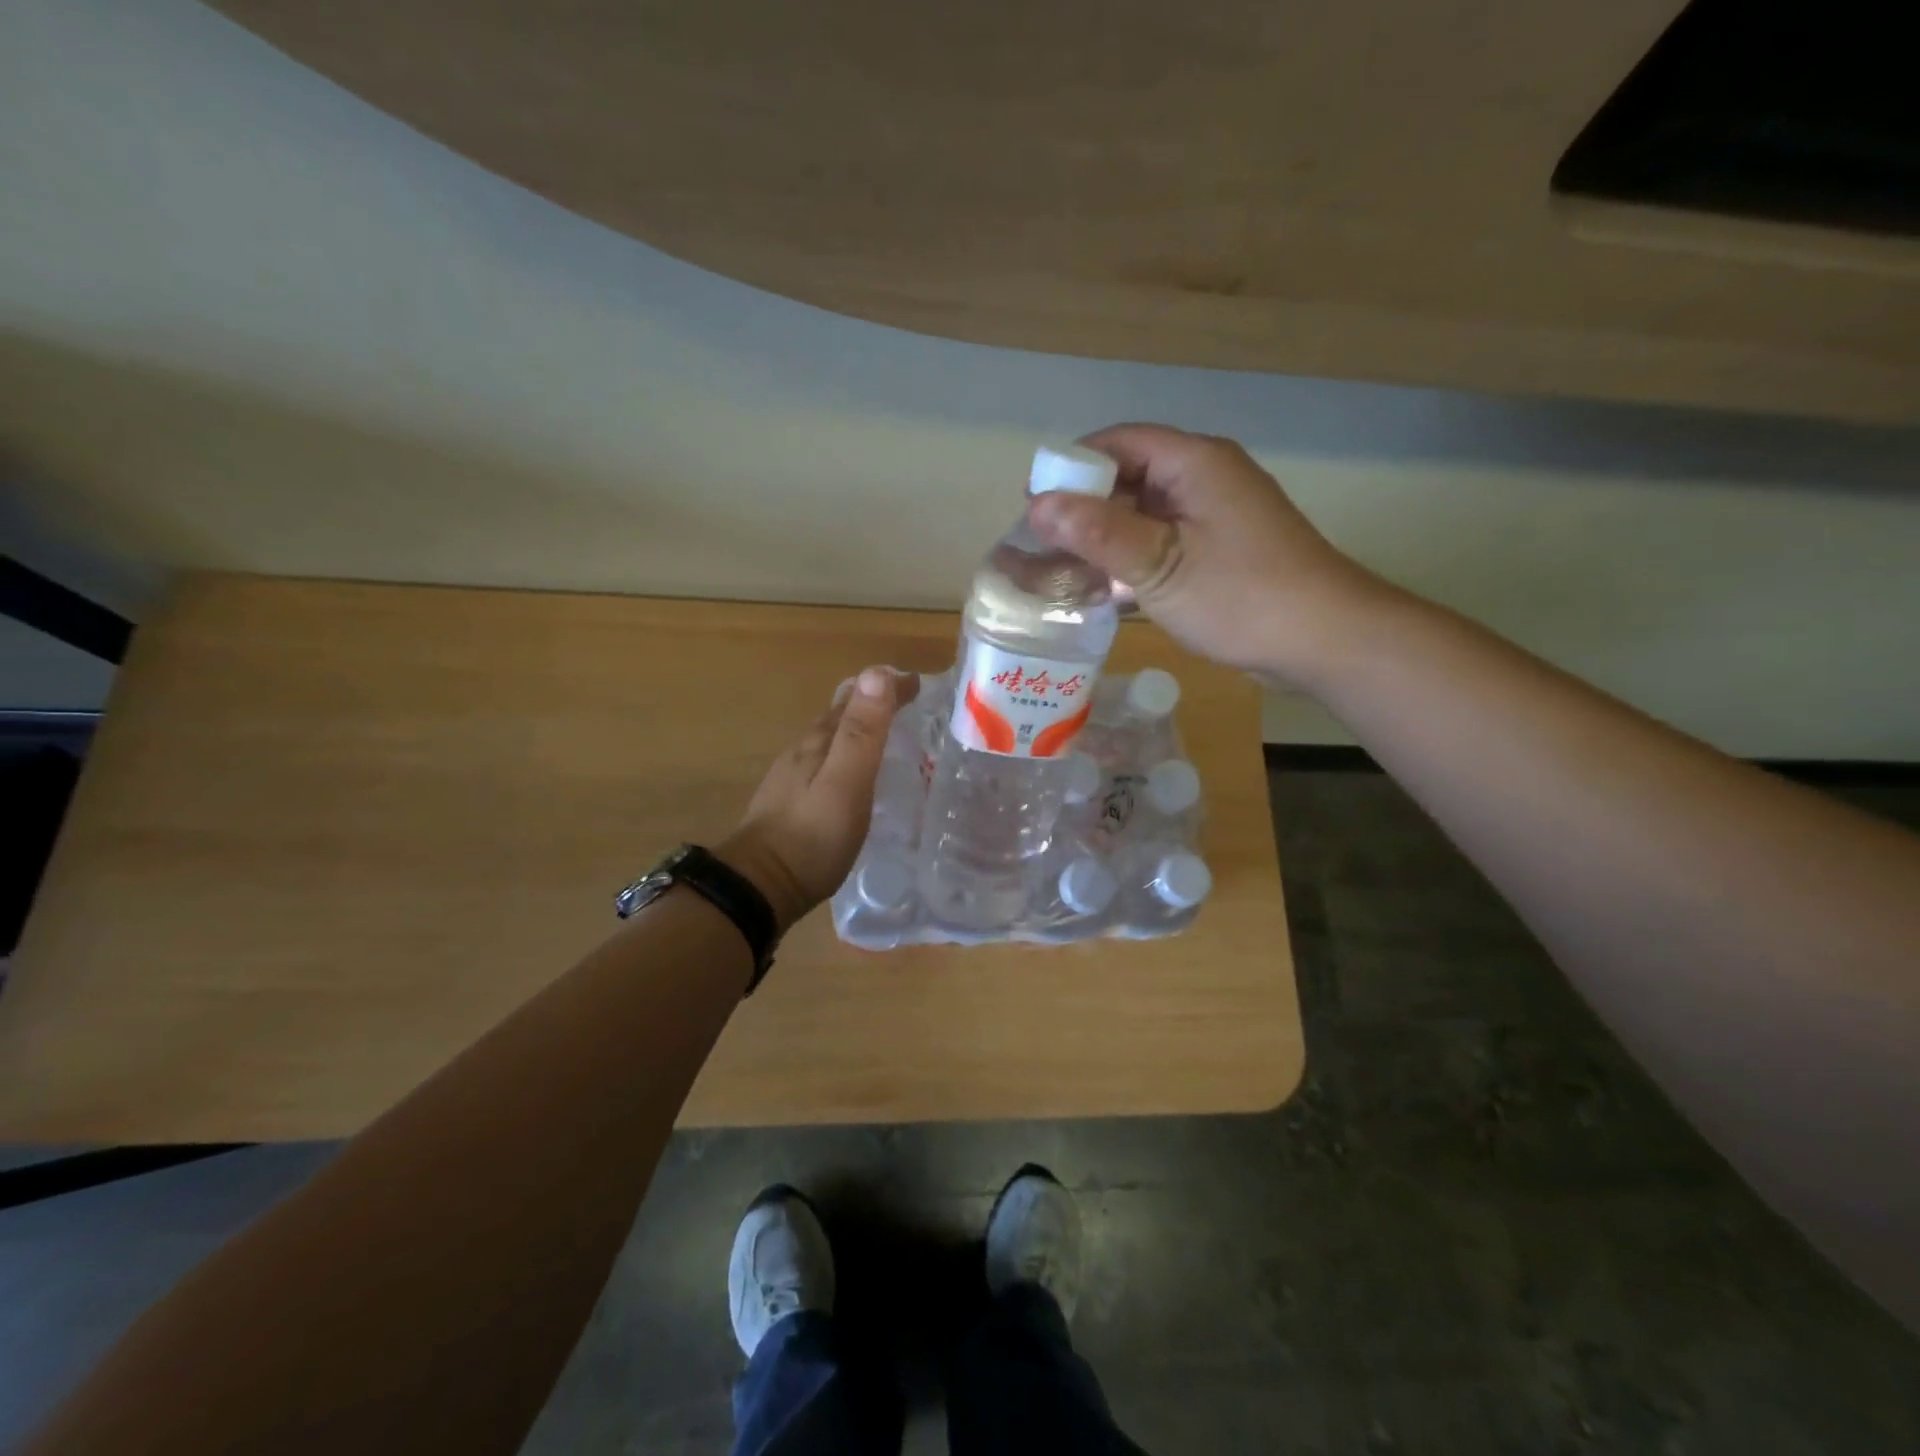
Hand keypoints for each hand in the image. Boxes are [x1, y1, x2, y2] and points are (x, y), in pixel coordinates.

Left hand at [719, 667, 918, 934]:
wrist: (759, 887)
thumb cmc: (811, 836)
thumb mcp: (846, 782)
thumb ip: (861, 732)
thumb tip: (877, 672)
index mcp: (819, 740)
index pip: (856, 696)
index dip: (888, 686)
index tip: (919, 682)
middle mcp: (803, 750)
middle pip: (840, 713)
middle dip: (874, 701)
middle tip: (909, 705)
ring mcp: (793, 777)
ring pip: (831, 739)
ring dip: (860, 728)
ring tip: (889, 737)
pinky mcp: (791, 802)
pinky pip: (826, 764)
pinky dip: (848, 756)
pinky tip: (856, 777)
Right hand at [1027, 423, 1382, 685]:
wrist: (1324, 639)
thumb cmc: (1241, 596)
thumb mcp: (1160, 565)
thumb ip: (1099, 533)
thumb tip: (1038, 504)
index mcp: (1194, 463)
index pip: (1119, 442)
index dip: (1071, 467)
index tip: (1033, 504)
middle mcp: (1204, 478)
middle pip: (1129, 477)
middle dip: (1082, 508)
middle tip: (1039, 546)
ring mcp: (1213, 516)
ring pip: (1143, 514)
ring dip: (1103, 538)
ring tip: (1060, 570)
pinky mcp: (1218, 551)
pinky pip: (1162, 542)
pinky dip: (1130, 559)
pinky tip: (1101, 589)